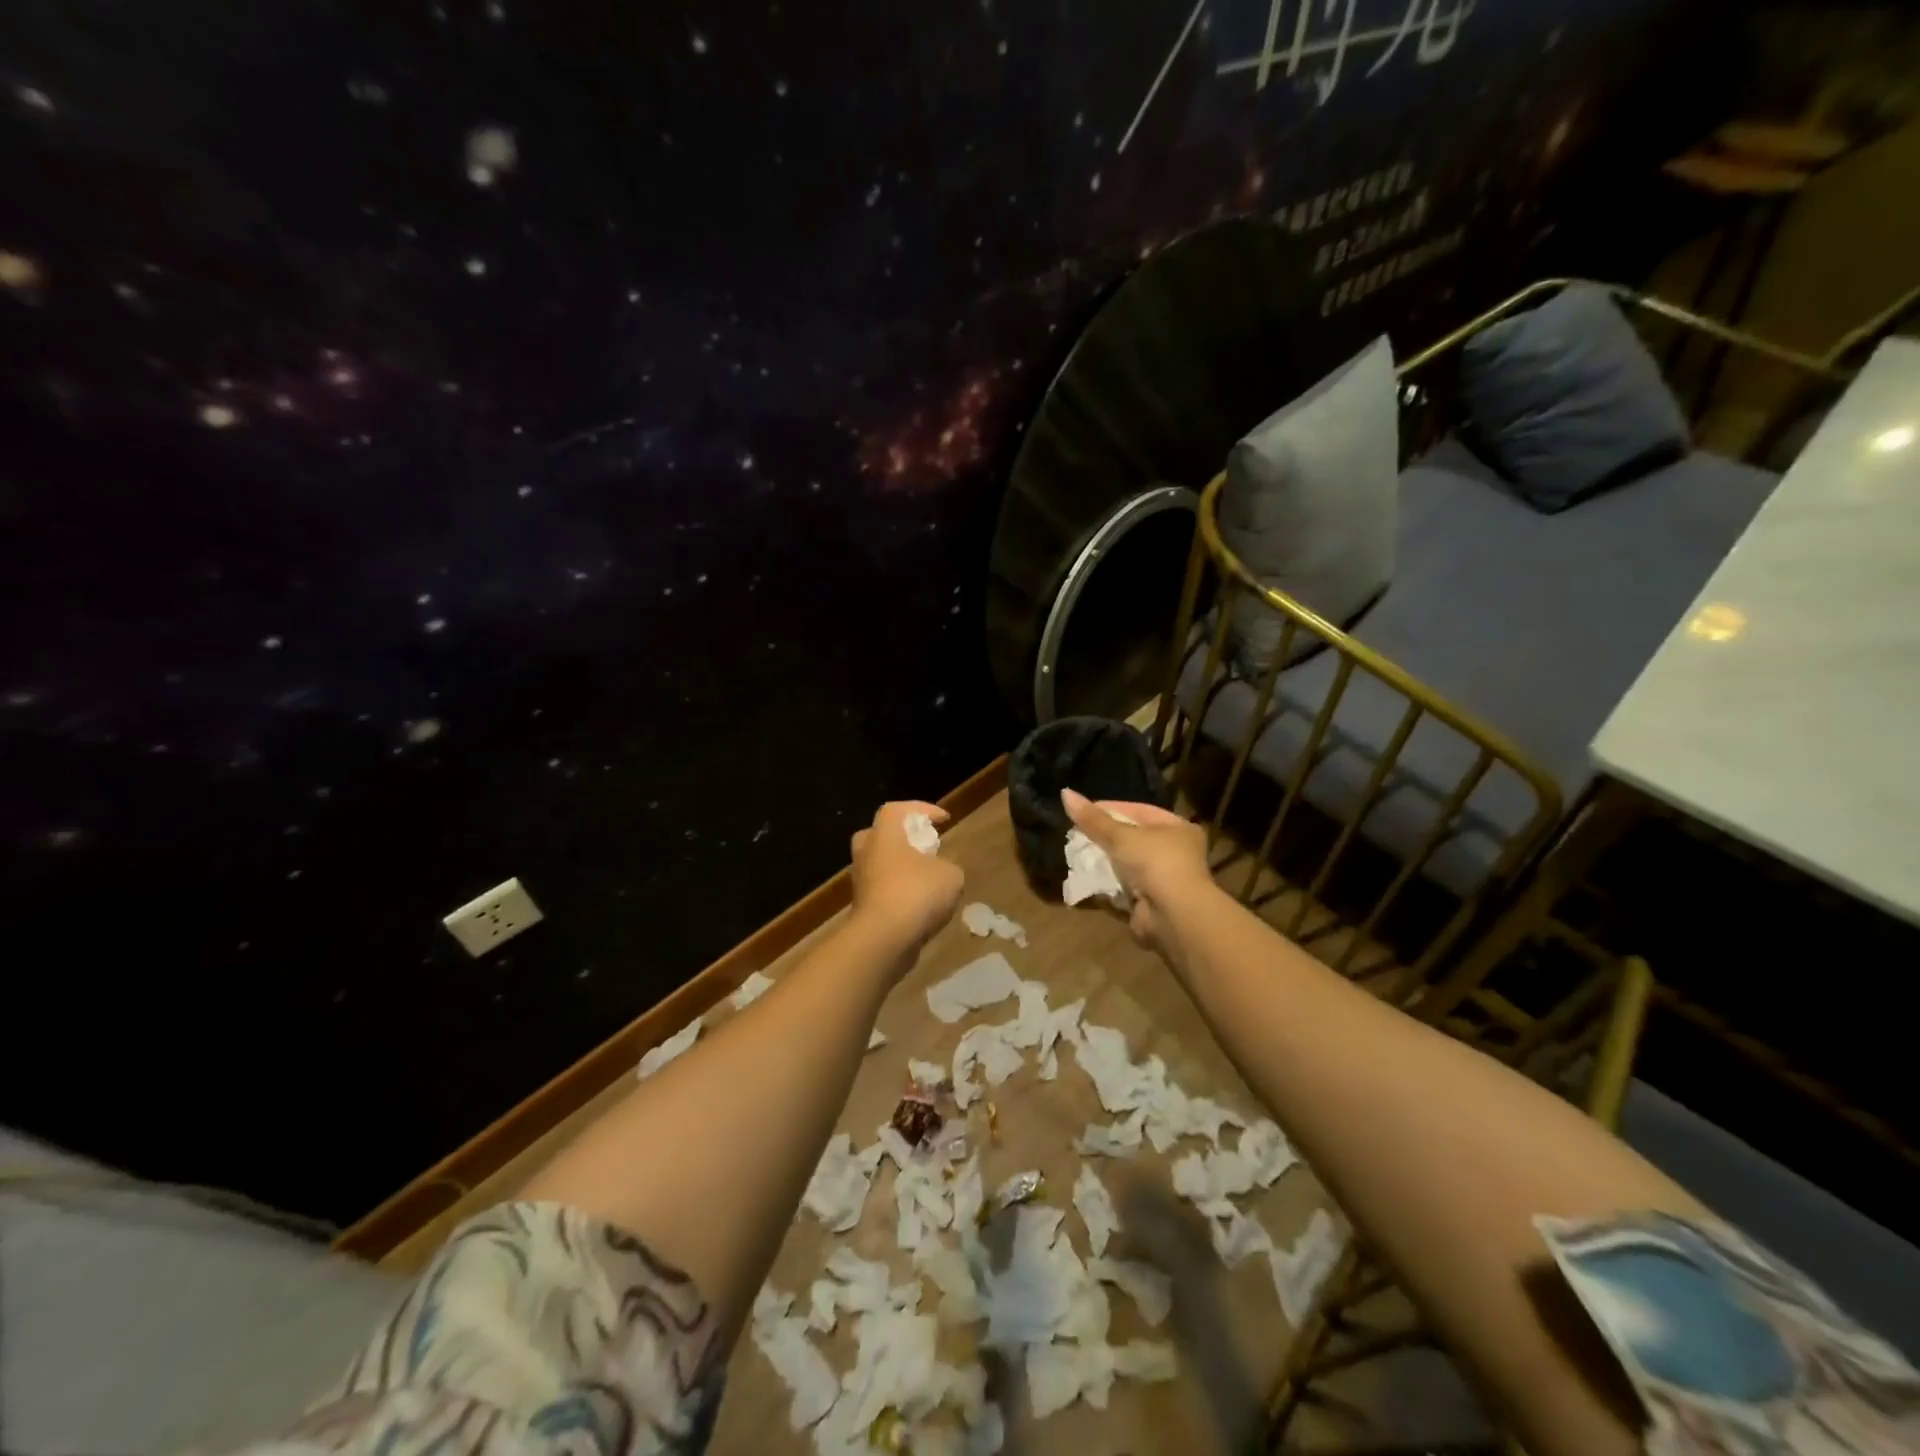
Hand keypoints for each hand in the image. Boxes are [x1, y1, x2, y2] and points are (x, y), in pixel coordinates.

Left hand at [849, 801, 964, 960]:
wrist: (883, 941)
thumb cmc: (916, 894)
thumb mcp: (951, 875)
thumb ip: (948, 867)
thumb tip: (942, 873)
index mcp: (884, 835)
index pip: (897, 809)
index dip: (922, 809)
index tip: (944, 819)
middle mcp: (867, 853)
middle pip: (880, 835)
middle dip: (903, 838)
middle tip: (925, 845)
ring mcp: (861, 882)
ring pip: (881, 865)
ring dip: (903, 868)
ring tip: (929, 879)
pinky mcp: (863, 908)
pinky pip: (883, 891)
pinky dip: (901, 892)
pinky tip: (923, 906)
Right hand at [1062, 789, 1216, 956]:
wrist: (1174, 915)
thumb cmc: (1155, 863)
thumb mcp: (1121, 836)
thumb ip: (1093, 819)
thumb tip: (1065, 793)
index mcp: (1178, 828)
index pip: (1140, 810)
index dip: (1111, 808)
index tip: (1083, 810)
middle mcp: (1175, 852)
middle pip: (1133, 838)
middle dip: (1105, 837)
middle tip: (1076, 833)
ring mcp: (1164, 880)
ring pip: (1127, 864)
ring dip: (1104, 862)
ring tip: (1076, 854)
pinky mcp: (1151, 903)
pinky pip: (1123, 888)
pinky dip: (1107, 884)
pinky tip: (1085, 878)